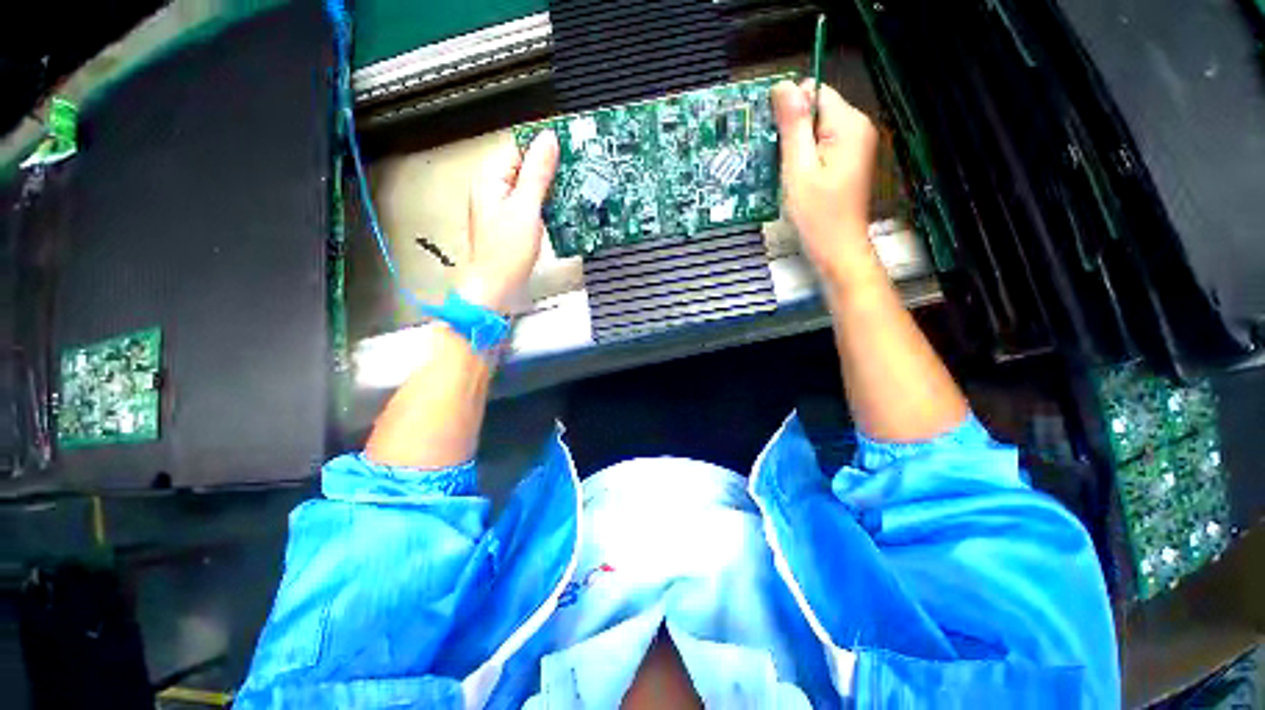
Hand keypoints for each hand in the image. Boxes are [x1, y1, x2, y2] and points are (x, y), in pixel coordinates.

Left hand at [458, 130, 559, 311]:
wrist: (496, 287)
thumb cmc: (504, 253)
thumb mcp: (526, 208)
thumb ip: (537, 173)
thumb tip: (548, 141)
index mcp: (490, 178)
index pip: (519, 146)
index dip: (544, 146)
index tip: (570, 148)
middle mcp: (493, 188)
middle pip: (525, 165)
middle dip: (551, 168)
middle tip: (577, 170)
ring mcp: (502, 205)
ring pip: (530, 185)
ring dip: (550, 187)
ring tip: (573, 188)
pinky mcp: (512, 221)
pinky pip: (531, 202)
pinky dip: (546, 203)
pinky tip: (559, 208)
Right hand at [772, 79, 878, 282]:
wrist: (838, 249)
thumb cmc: (817, 214)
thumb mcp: (798, 169)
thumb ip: (793, 126)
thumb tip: (783, 85)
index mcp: (849, 124)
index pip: (815, 92)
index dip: (790, 111)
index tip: (774, 140)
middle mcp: (858, 127)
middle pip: (817, 109)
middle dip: (793, 130)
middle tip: (777, 162)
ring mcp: (856, 145)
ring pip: (818, 129)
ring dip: (797, 146)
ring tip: (785, 173)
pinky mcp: (850, 161)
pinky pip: (823, 145)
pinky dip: (806, 157)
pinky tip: (796, 178)